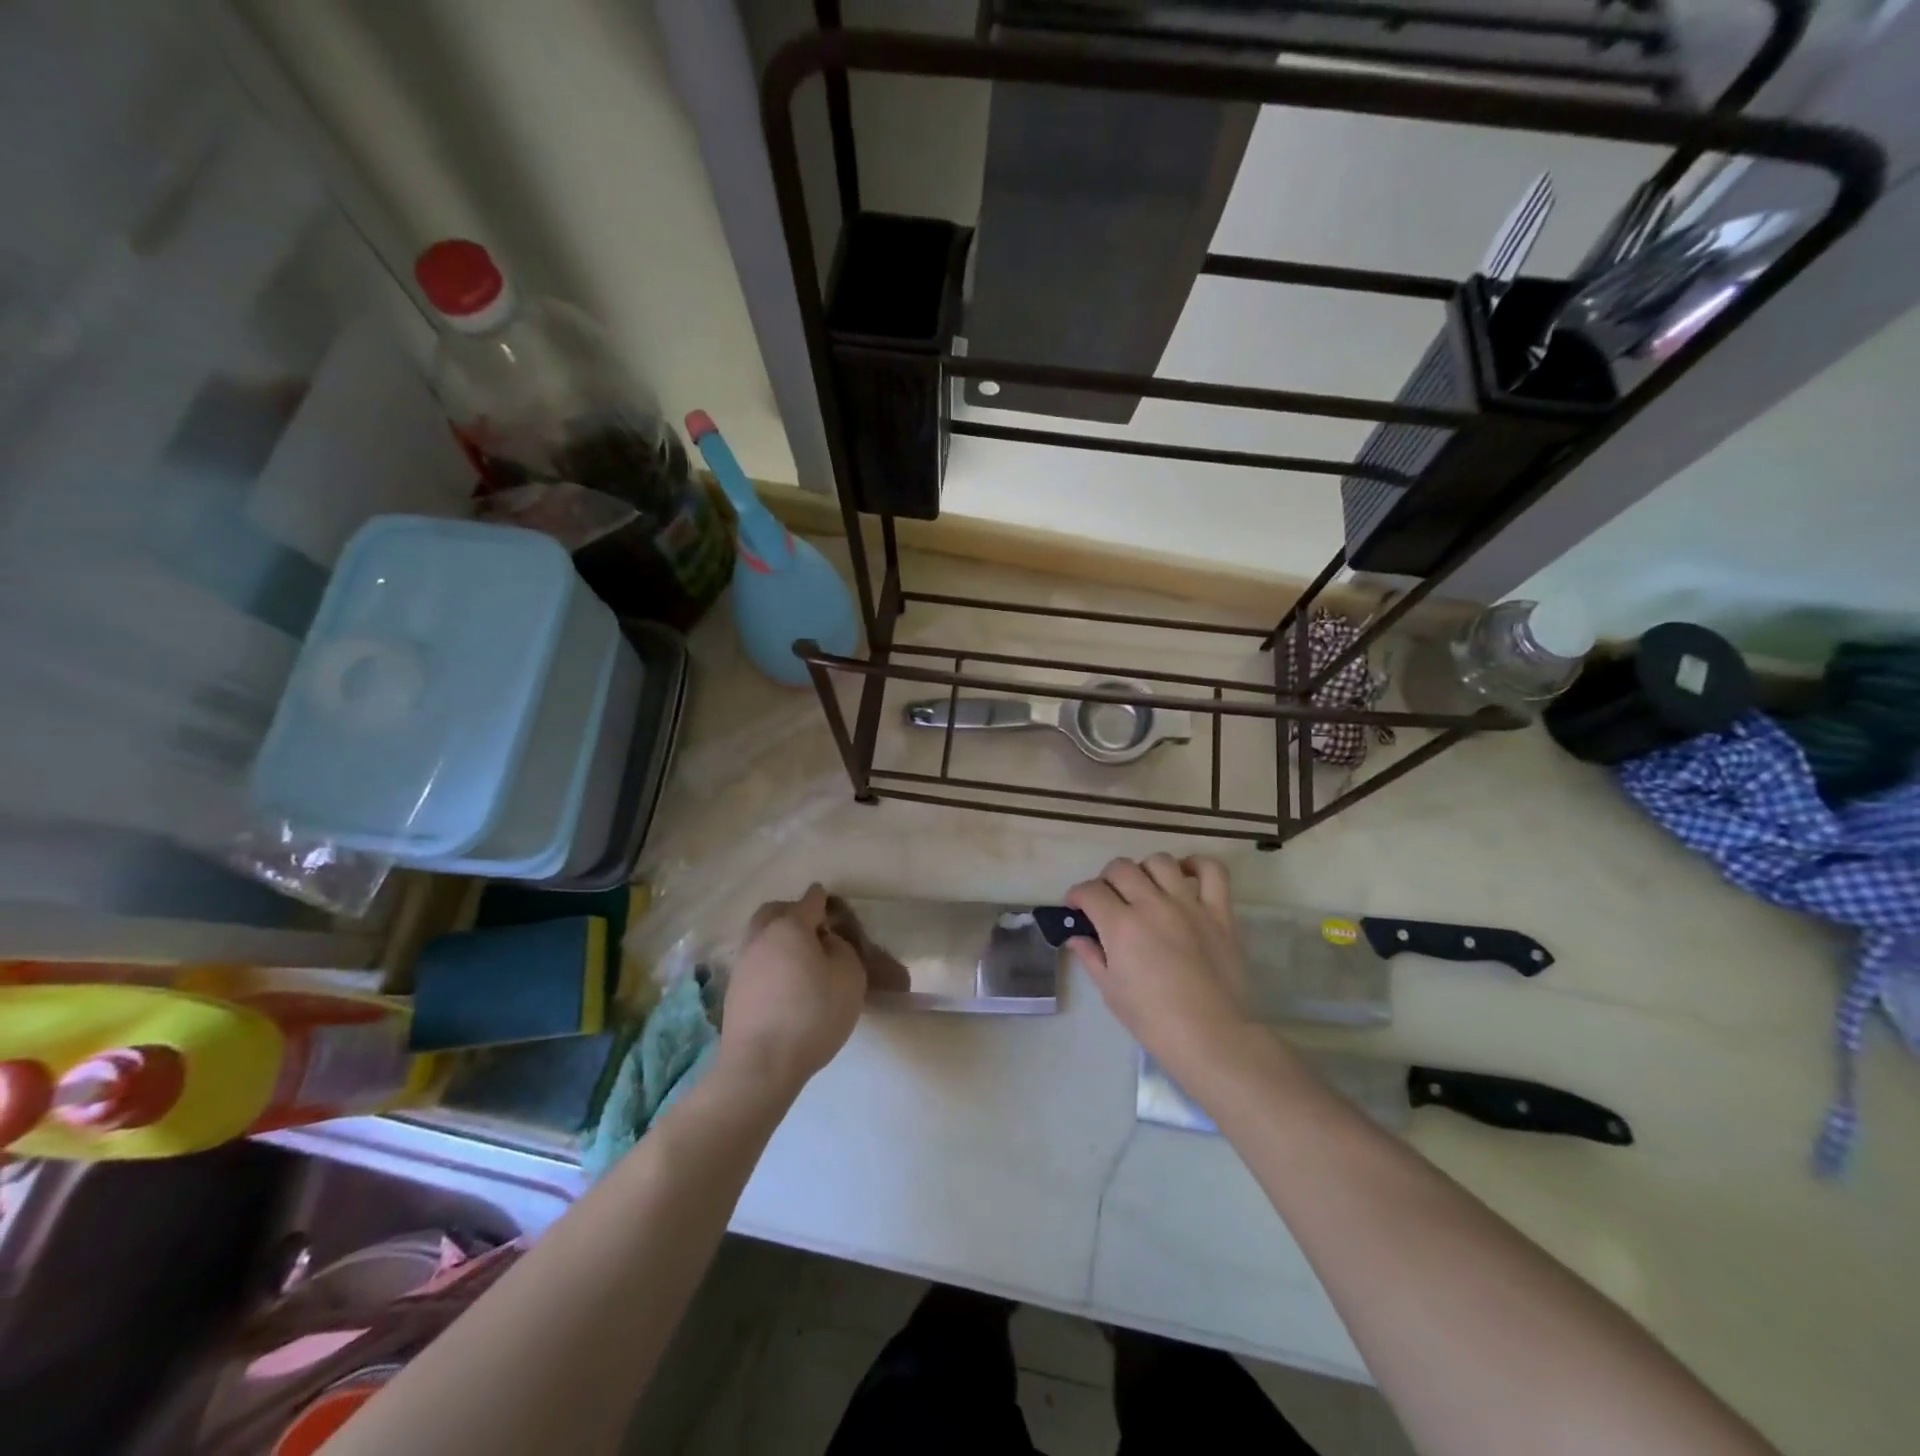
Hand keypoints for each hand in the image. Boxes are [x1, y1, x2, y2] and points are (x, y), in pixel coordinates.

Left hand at [719, 885, 867, 1095]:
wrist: (761, 1064)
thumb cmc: (812, 1014)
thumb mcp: (850, 976)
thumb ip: (842, 949)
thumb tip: (826, 942)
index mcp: (790, 926)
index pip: (810, 901)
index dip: (824, 900)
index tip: (833, 905)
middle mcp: (761, 936)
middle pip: (775, 911)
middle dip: (793, 912)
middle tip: (813, 929)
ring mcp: (742, 963)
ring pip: (760, 936)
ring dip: (778, 938)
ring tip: (799, 959)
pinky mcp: (733, 990)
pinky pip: (755, 962)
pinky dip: (769, 962)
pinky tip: (784, 982)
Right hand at [1066, 854, 1252, 1081]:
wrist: (1211, 1037)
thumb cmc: (1153, 1020)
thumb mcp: (1111, 992)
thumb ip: (1092, 957)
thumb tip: (1077, 937)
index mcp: (1121, 926)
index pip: (1090, 891)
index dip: (1077, 896)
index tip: (1076, 907)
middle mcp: (1152, 905)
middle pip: (1121, 868)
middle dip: (1106, 879)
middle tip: (1108, 899)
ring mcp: (1189, 905)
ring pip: (1160, 862)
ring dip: (1145, 870)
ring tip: (1145, 888)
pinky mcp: (1220, 912)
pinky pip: (1212, 872)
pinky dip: (1196, 865)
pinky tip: (1185, 876)